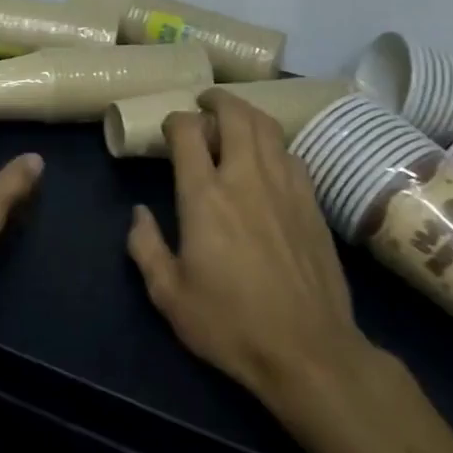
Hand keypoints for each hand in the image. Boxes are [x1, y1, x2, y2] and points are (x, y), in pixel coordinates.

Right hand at [126, 89, 379, 422]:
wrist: (310, 353)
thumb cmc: (231, 324)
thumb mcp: (168, 294)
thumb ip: (145, 247)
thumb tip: (140, 213)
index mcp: (205, 196)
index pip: (189, 131)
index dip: (176, 120)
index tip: (170, 129)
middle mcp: (245, 179)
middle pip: (235, 115)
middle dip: (216, 100)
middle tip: (204, 103)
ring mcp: (285, 188)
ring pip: (268, 129)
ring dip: (247, 115)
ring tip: (234, 121)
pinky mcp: (313, 205)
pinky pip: (292, 155)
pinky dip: (274, 145)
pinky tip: (268, 160)